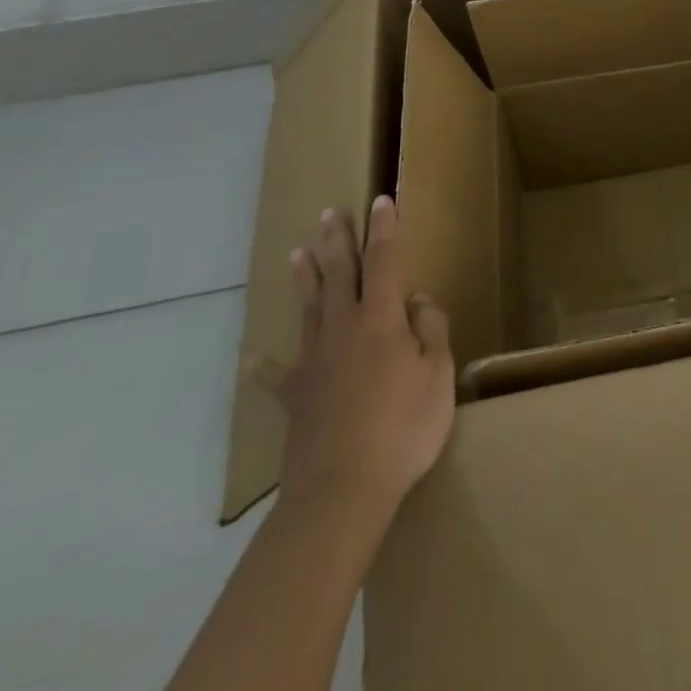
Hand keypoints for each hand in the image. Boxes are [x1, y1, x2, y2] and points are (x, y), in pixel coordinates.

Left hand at [255, 196, 454, 536]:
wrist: (342, 489)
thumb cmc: (404, 427)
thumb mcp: (439, 373)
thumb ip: (431, 329)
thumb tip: (417, 300)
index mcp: (381, 319)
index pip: (384, 261)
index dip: (384, 229)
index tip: (382, 201)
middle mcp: (343, 329)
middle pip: (340, 274)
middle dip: (338, 241)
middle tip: (330, 212)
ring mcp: (315, 362)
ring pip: (310, 309)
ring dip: (306, 279)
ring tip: (296, 252)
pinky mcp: (296, 397)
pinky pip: (278, 376)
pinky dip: (265, 368)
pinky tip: (252, 361)